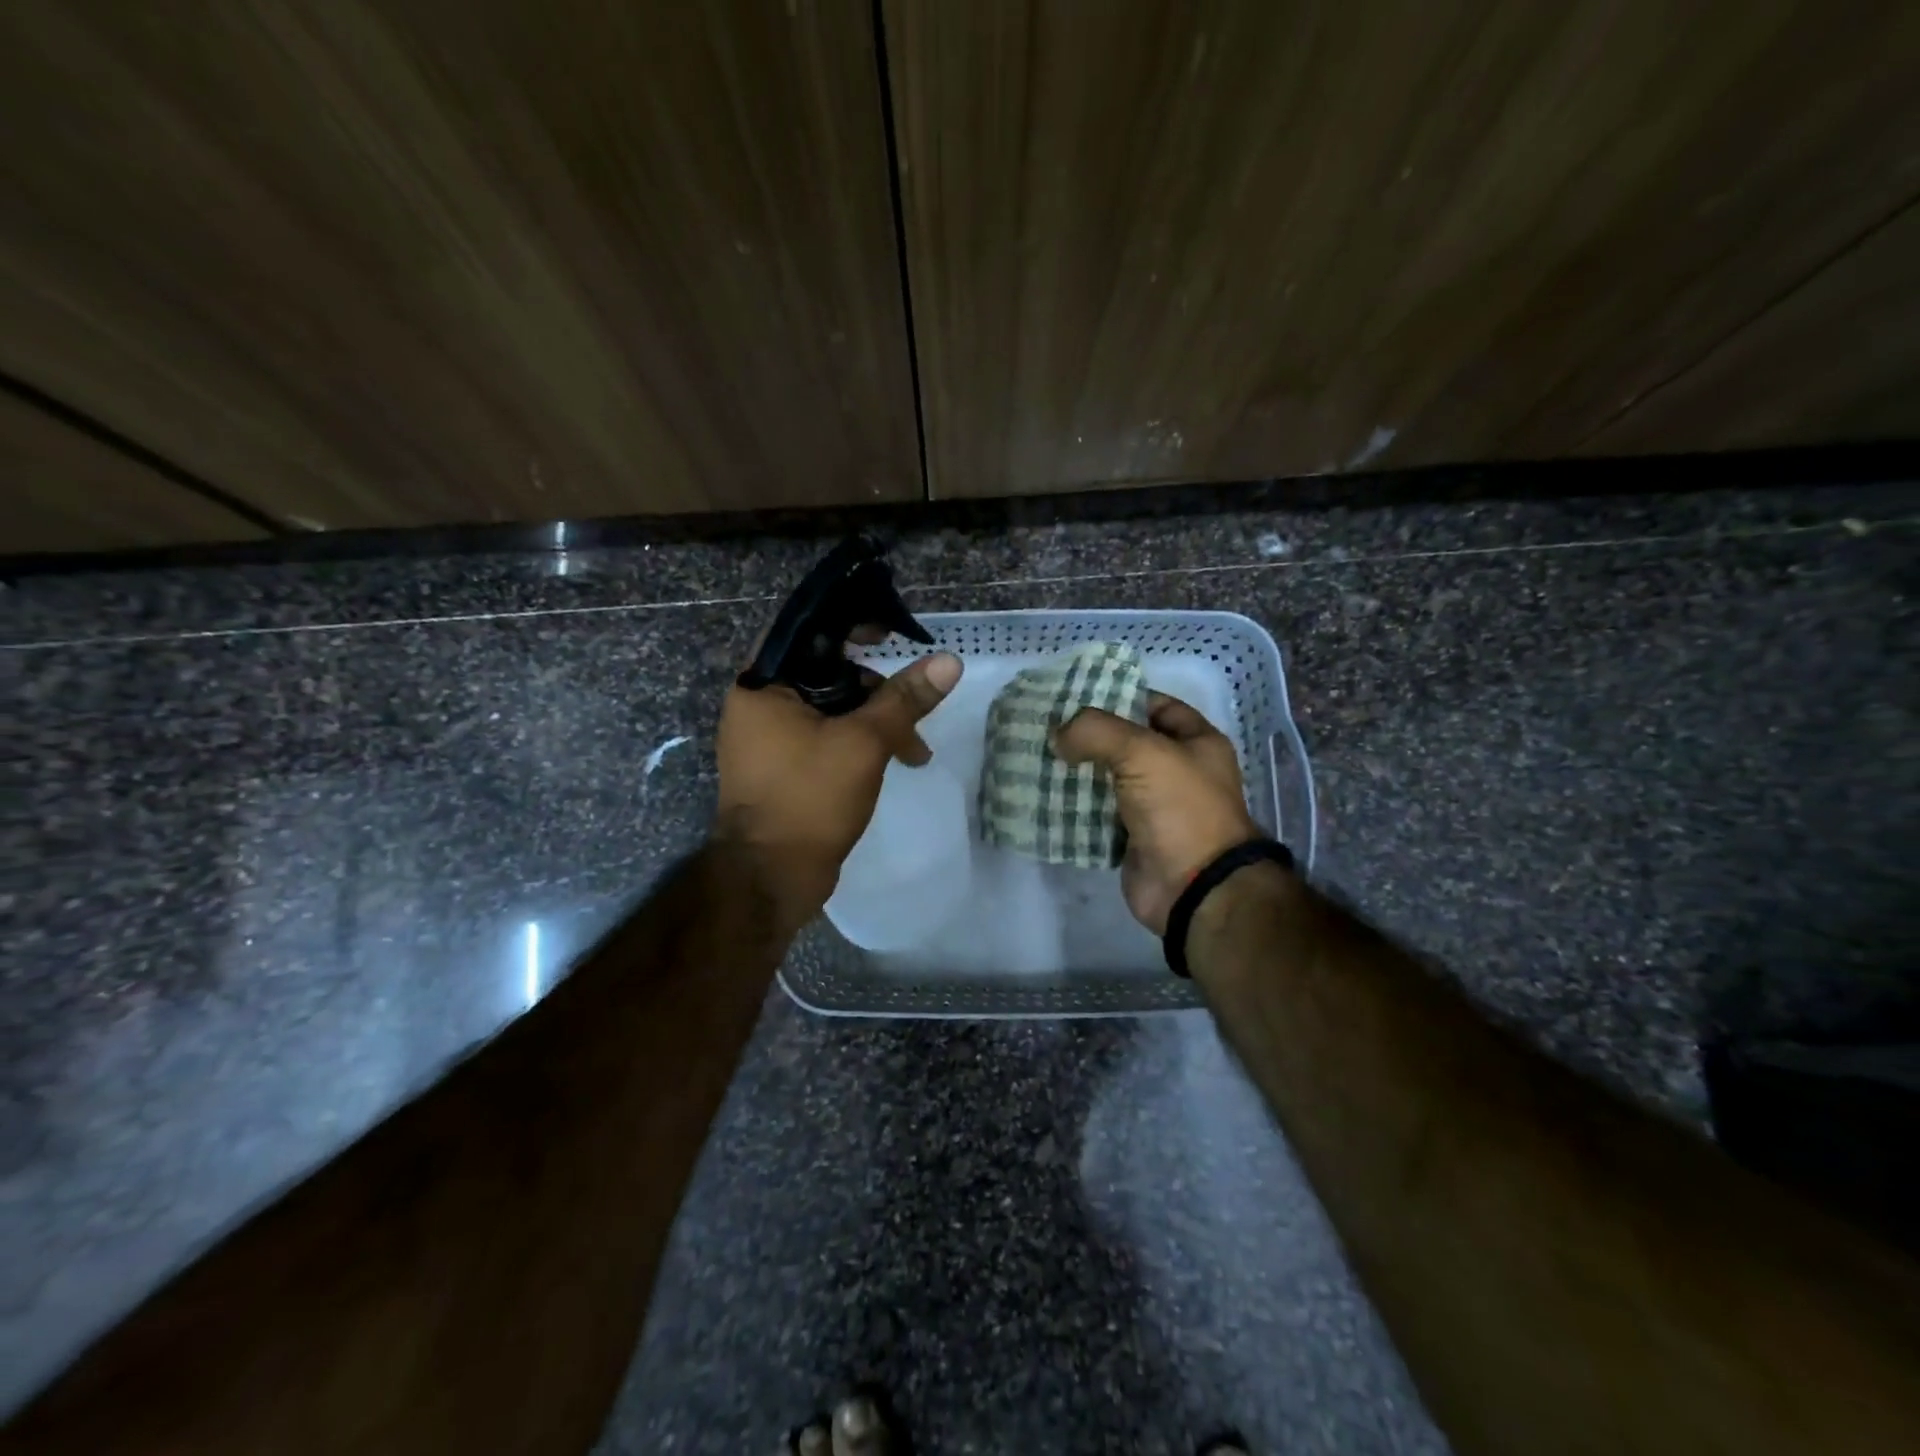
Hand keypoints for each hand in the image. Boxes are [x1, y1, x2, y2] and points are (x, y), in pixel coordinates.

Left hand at [715, 652, 963, 932]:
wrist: (771, 879)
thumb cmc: (808, 799)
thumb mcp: (864, 743)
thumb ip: (905, 698)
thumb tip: (949, 661)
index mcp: (762, 685)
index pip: (805, 629)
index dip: (848, 622)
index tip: (888, 631)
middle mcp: (760, 704)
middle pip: (825, 671)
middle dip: (875, 689)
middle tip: (912, 706)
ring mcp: (770, 738)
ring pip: (831, 707)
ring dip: (875, 721)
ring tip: (915, 752)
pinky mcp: (785, 766)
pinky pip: (826, 735)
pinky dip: (859, 741)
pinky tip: (894, 762)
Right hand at [1054, 692, 1260, 934]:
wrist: (1194, 888)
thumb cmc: (1179, 808)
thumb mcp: (1141, 752)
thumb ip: (1095, 732)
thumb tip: (1058, 736)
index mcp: (1198, 743)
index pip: (1157, 706)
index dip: (1121, 697)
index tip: (1078, 696)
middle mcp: (1179, 772)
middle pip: (1128, 744)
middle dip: (1090, 737)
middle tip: (1048, 727)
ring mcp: (1156, 808)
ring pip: (1110, 780)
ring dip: (1078, 772)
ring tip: (1038, 757)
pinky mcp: (1134, 839)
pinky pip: (1099, 815)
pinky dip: (1075, 807)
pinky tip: (1044, 795)